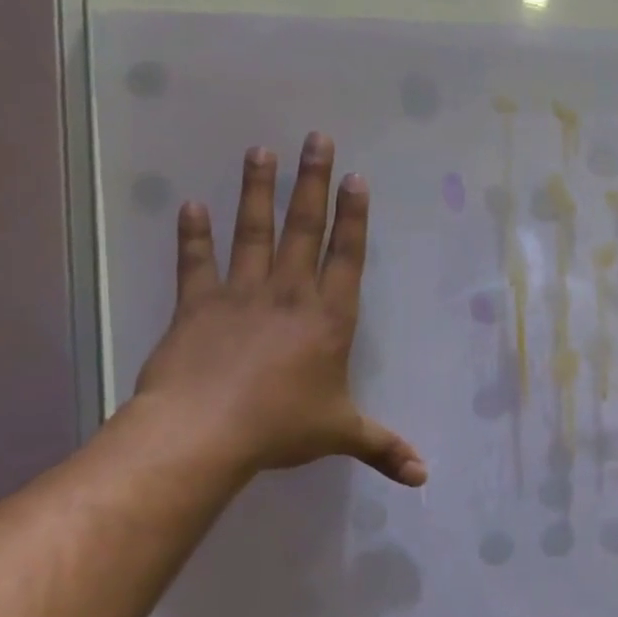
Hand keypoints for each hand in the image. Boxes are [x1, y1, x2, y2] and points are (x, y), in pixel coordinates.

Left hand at [132, 133, 426, 485]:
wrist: (204, 432)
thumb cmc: (281, 427)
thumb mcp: (341, 435)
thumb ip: (384, 448)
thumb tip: (425, 477)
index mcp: (330, 318)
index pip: (347, 256)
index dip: (354, 217)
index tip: (355, 179)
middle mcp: (290, 294)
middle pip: (304, 228)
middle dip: (313, 183)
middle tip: (316, 139)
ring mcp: (241, 294)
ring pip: (254, 232)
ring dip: (258, 190)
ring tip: (261, 150)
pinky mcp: (197, 305)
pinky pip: (196, 262)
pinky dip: (194, 234)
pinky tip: (192, 205)